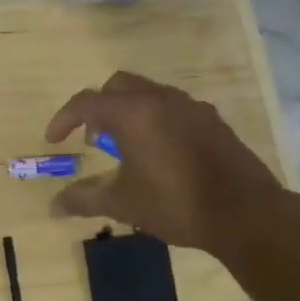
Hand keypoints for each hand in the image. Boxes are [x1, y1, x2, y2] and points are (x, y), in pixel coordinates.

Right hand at [44, 70, 289, 257]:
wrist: (246, 214)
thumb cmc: (175, 203)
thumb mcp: (122, 203)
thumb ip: (84, 199)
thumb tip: (53, 207)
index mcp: (133, 113)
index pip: (86, 103)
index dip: (64, 119)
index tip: (53, 140)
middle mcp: (161, 100)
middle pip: (118, 86)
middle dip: (98, 107)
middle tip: (94, 139)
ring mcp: (191, 107)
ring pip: (148, 93)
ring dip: (128, 112)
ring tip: (126, 148)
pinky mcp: (213, 121)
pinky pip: (173, 108)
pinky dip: (155, 120)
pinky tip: (161, 153)